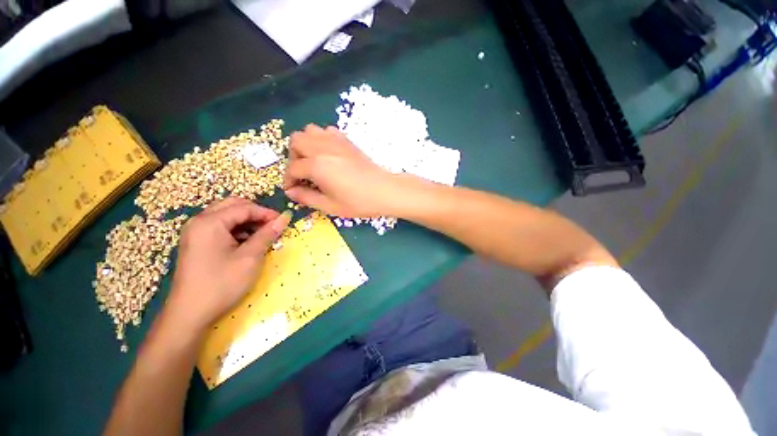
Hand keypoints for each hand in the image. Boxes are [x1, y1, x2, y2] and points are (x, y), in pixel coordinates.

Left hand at [165, 198, 291, 333]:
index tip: (283, 222)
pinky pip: (220, 227)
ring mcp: (195, 232)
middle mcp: (199, 222)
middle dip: (256, 213)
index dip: (266, 213)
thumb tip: (285, 218)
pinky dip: (237, 230)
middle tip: (272, 226)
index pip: (244, 208)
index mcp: (210, 222)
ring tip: (262, 235)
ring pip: (226, 216)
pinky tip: (247, 243)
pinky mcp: (196, 243)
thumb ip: (267, 234)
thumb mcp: (250, 258)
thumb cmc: (221, 284)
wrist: (190, 314)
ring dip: (247, 221)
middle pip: (233, 206)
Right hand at [283, 124, 401, 217]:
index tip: (292, 189)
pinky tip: (327, 154)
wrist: (384, 191)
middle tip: (301, 173)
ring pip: (310, 130)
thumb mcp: (330, 206)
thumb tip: (291, 192)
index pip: (293, 168)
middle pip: (296, 141)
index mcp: (317, 165)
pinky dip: (321, 139)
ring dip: (305, 144)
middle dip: (293, 157)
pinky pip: (327, 131)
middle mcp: (323, 148)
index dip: (289, 180)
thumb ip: (307, 198)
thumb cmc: (358, 202)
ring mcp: (336, 141)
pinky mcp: (347, 141)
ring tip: (312, 161)